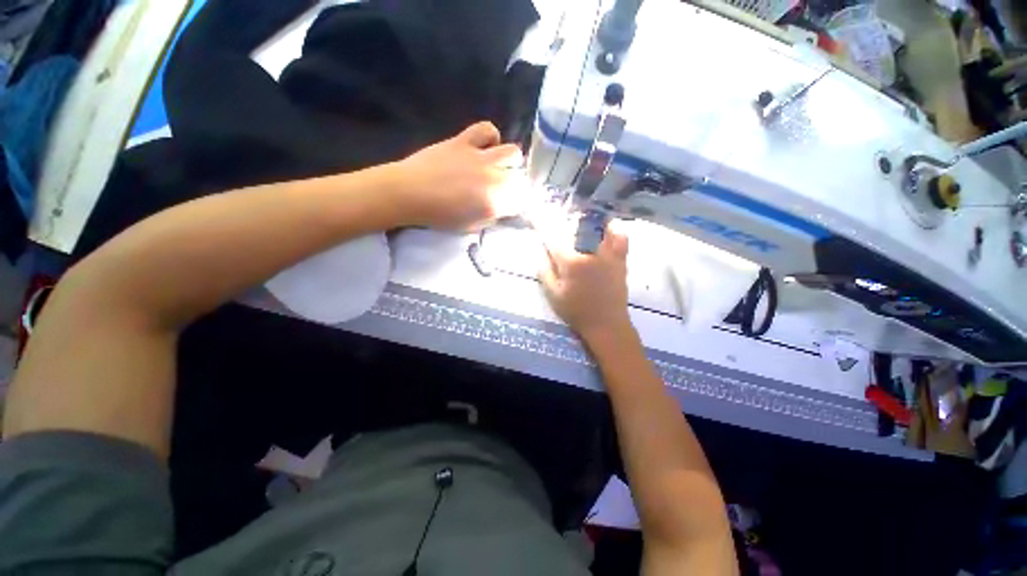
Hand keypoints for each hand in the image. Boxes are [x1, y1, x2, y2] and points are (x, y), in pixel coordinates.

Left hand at [393, 121, 524, 229]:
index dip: (520, 203)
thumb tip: (503, 209)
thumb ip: (491, 217)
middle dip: (516, 185)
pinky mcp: (465, 141)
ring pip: (513, 152)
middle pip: (521, 178)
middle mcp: (493, 179)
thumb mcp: (470, 227)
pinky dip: (491, 137)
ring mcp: (480, 157)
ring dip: (510, 162)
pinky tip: (485, 147)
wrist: (409, 193)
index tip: (513, 205)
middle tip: (504, 189)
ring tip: (499, 167)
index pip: (522, 201)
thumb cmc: (438, 215)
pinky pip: (487, 129)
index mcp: (493, 204)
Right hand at [538, 222, 631, 339]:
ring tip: (583, 222)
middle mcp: (590, 252)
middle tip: (562, 224)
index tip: (536, 215)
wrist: (606, 324)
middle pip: (578, 226)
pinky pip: (621, 239)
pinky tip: (607, 232)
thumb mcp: (553, 295)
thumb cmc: (576, 311)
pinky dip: (614, 232)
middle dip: (567, 221)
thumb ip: (545, 271)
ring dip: (591, 221)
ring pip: (601, 227)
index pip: (554, 238)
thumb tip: (540, 251)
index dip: (543, 224)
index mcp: (571, 262)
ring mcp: (608, 255)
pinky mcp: (621, 260)